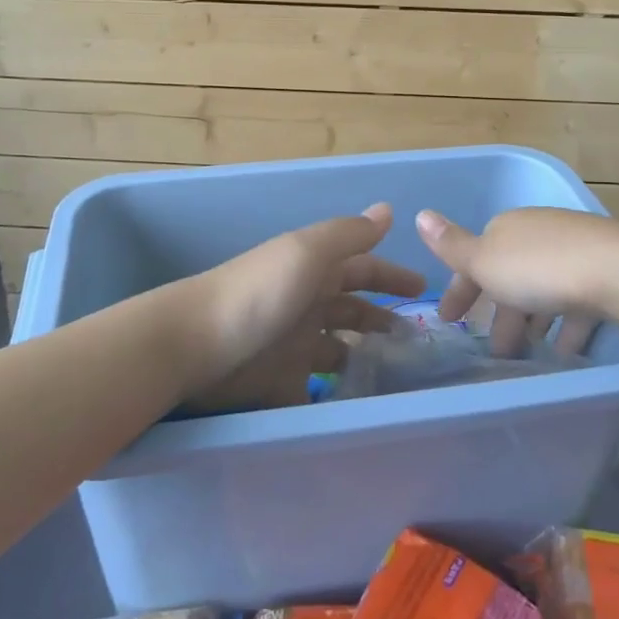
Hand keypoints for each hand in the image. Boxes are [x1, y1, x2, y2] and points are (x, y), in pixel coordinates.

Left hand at [182, 203, 423, 410]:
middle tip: (418, 343)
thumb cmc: (258, 293)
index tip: (426, 290)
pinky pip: (316, 389)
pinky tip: (361, 408)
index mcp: (314, 270)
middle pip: (352, 311)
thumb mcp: (306, 253)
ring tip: (398, 377)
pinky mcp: (279, 383)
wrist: (192, 345)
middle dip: (383, 320)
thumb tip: (388, 210)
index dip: (392, 276)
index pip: (363, 269)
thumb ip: (348, 235)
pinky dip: (336, 396)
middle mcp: (306, 304)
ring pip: (338, 350)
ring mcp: (292, 345)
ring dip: (365, 358)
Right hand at [415, 207, 618, 356]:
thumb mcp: (485, 260)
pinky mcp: (604, 273)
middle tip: (492, 351)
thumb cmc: (539, 269)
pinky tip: (565, 352)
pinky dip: (565, 326)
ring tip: (526, 355)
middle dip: (498, 313)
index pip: (475, 258)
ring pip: (543, 290)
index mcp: (506, 228)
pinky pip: (575, 303)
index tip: (449, 321)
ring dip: (532, 320)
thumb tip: (420, 214)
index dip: (460, 290)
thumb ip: (452, 245)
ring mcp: (574, 252)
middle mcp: (538, 234)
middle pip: (509, 276)